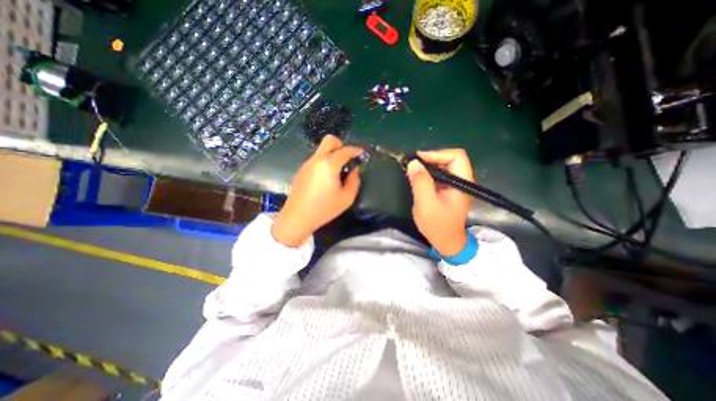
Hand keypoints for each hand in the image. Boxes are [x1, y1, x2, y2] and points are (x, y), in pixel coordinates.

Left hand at [273, 136, 366, 245]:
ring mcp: (307, 163)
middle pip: (330, 140)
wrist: (297, 217)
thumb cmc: (324, 209)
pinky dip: (324, 162)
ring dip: (332, 154)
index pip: (345, 150)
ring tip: (337, 172)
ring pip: (322, 150)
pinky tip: (326, 178)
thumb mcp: (347, 198)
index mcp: (329, 164)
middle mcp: (317, 159)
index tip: (362, 154)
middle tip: (347, 160)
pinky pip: (316, 159)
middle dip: (341, 145)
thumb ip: (354, 181)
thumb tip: (355, 170)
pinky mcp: (302, 170)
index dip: (356, 151)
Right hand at [406, 149, 473, 254]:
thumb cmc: (437, 225)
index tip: (418, 159)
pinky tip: (418, 177)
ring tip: (414, 169)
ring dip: (429, 165)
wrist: (446, 242)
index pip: (456, 157)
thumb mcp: (426, 204)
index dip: (437, 154)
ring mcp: (456, 186)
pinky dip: (428, 173)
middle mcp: (462, 181)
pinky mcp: (448, 190)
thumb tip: (413, 163)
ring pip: (444, 166)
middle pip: (450, 159)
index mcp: (462, 183)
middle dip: (431, 158)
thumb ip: (421, 182)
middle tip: (414, 163)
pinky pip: (440, 175)